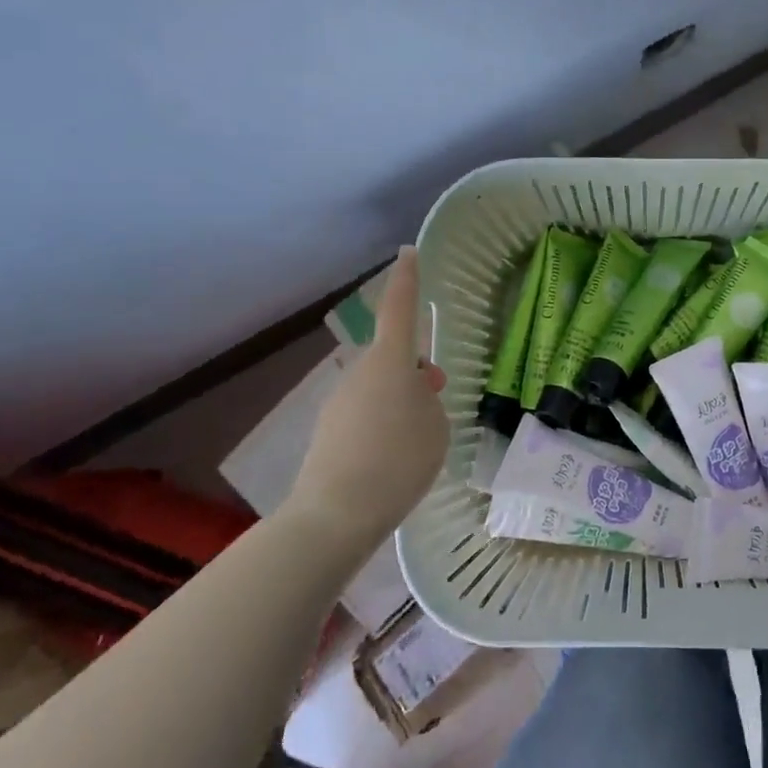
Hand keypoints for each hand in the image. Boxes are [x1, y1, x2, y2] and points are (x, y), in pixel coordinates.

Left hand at [290, 247, 448, 542]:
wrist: (335, 514)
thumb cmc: (398, 460)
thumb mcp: (436, 426)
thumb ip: (430, 401)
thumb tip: (414, 395)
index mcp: (391, 362)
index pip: (400, 309)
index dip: (407, 280)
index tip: (408, 253)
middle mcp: (360, 372)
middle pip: (393, 357)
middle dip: (415, 368)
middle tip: (438, 391)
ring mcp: (340, 401)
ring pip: (380, 387)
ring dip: (400, 399)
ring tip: (419, 437)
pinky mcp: (329, 430)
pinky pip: (366, 413)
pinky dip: (383, 424)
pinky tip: (393, 458)